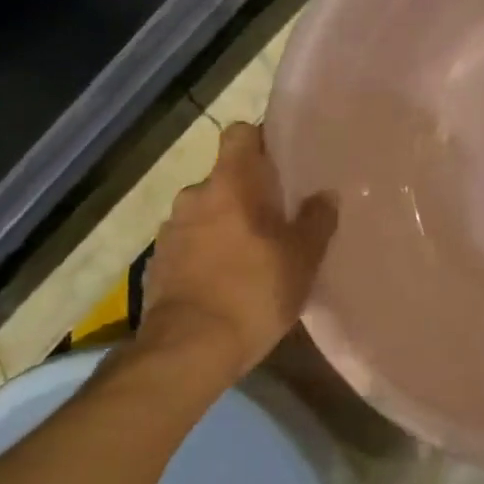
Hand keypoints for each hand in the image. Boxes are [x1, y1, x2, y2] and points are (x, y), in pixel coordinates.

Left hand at [136, 123, 336, 375]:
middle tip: (277, 218)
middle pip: (225, 178)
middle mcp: (194, 196)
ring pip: (206, 211)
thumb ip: (317, 220)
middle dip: (247, 193)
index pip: (239, 134)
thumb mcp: (302, 258)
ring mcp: (170, 230)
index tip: (281, 162)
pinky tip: (226, 280)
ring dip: (225, 223)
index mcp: (230, 184)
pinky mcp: (158, 263)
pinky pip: (190, 242)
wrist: (188, 350)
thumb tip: (325, 195)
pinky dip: (207, 251)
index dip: (260, 140)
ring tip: (252, 254)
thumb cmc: (253, 292)